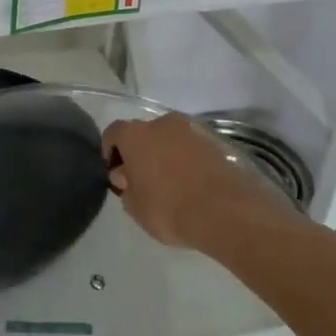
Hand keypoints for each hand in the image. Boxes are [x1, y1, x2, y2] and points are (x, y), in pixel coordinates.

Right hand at [104, 112, 286, 249]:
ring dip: (165, 154)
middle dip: (140, 152)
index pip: (113, 133)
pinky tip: (191, 184)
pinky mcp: (215, 142)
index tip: (116, 174)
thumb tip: (126, 175)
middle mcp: (162, 123)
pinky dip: (187, 160)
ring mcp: (192, 130)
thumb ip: (125, 187)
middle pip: (143, 133)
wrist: (226, 212)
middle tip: (142, 179)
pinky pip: (191, 148)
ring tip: (170, 183)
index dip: (110, 152)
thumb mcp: (135, 207)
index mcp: (135, 134)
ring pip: (169, 139)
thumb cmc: (169, 209)